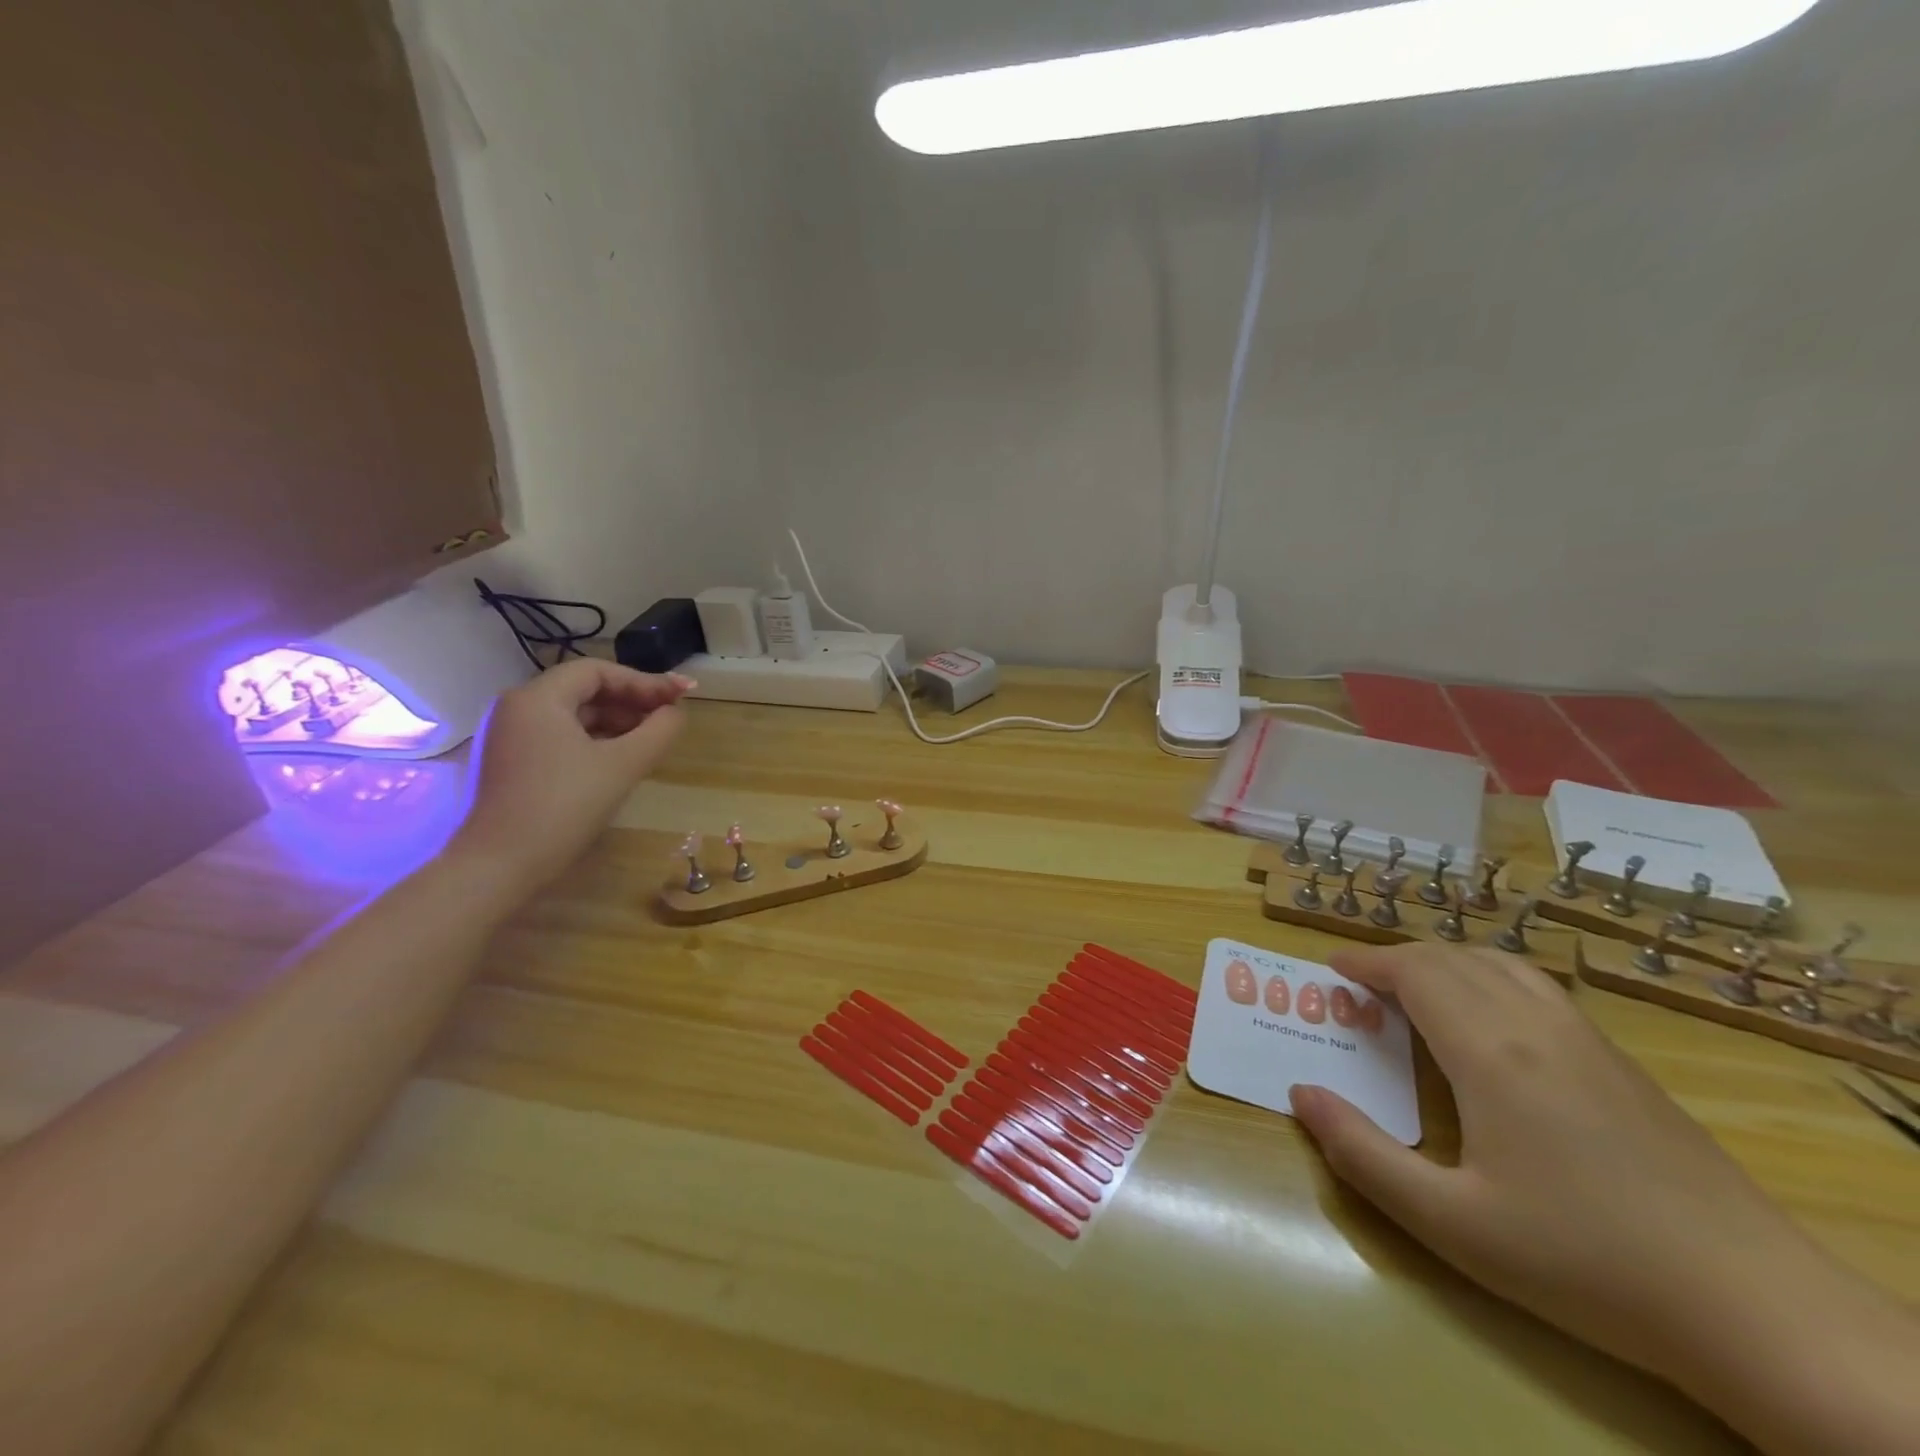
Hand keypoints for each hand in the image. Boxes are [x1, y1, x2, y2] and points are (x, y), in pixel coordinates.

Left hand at [451, 659, 691, 890]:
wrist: (498, 866)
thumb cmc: (563, 806)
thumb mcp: (623, 765)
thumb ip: (659, 731)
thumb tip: (676, 713)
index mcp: (537, 698)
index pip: (598, 671)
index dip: (645, 681)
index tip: (681, 697)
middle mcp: (516, 708)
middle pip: (584, 690)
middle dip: (632, 701)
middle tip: (670, 718)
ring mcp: (508, 737)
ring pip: (572, 716)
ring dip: (616, 722)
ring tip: (651, 740)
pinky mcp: (508, 763)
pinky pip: (558, 738)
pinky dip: (593, 741)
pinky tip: (618, 760)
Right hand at [1287, 943, 1816, 1381]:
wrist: (1759, 1310)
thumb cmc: (1586, 1262)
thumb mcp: (1452, 1223)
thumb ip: (1363, 1154)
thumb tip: (1301, 1095)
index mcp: (1491, 1052)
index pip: (1416, 972)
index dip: (1367, 961)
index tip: (1332, 970)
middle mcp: (1536, 1026)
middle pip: (1454, 959)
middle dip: (1396, 959)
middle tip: (1360, 986)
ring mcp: (1588, 1041)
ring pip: (1501, 965)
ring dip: (1446, 963)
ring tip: (1416, 991)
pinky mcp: (1624, 1065)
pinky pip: (1538, 989)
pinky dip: (1490, 980)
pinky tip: (1491, 1024)